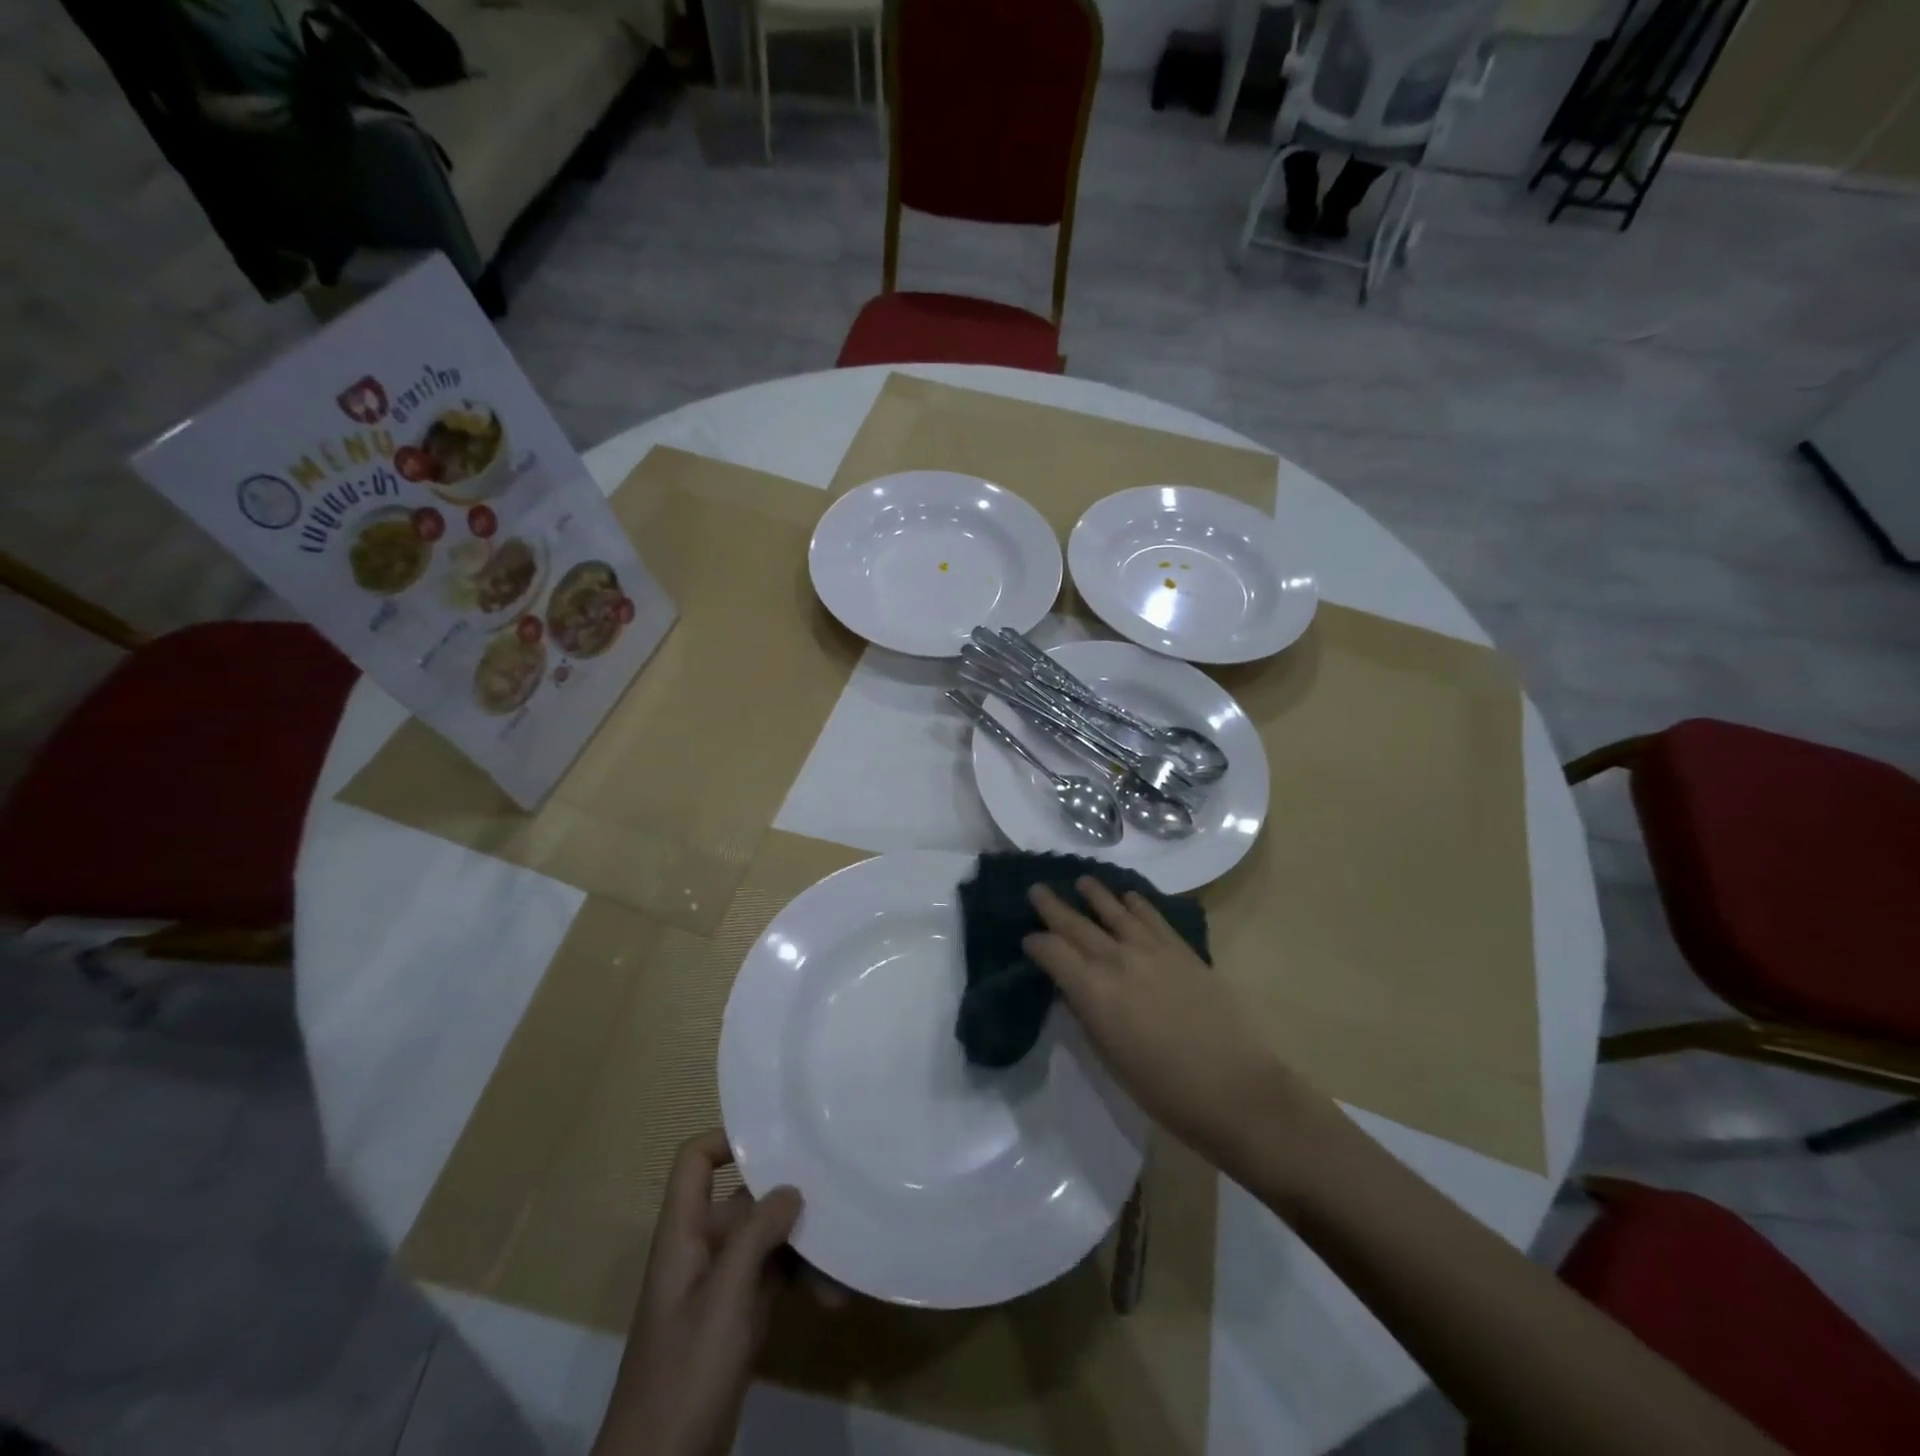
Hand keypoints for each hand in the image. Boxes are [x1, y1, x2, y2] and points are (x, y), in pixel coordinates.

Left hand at [593, 1130, 819, 1455]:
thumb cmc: (685, 1372)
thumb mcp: (724, 1298)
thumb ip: (756, 1234)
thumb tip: (791, 1188)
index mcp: (683, 1234)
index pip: (695, 1162)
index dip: (728, 1140)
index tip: (779, 1137)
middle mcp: (701, 1250)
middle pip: (745, 1200)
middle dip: (790, 1200)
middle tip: (837, 1193)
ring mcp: (720, 1286)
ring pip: (767, 1241)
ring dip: (804, 1247)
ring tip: (845, 1260)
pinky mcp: (738, 1320)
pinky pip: (775, 1279)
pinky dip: (803, 1281)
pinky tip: (835, 1296)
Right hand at [1025, 880, 1284, 1163]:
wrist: (1232, 1087)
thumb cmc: (1162, 1088)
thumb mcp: (1108, 1056)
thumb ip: (1087, 1014)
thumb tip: (1073, 989)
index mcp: (1093, 990)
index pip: (1052, 952)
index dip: (1036, 944)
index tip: (1028, 941)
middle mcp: (1117, 959)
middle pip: (1077, 924)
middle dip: (1052, 906)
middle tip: (1036, 889)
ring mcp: (1152, 949)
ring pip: (1115, 910)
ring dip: (1095, 894)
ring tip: (1081, 881)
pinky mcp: (1181, 949)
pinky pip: (1152, 916)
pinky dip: (1136, 903)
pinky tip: (1128, 897)